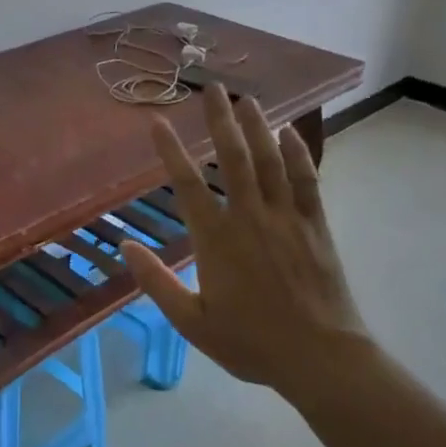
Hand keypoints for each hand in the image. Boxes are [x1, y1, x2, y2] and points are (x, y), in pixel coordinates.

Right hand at [121, 85, 371, 394]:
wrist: (321, 358)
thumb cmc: (251, 342)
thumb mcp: (193, 322)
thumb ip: (156, 282)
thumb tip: (125, 247)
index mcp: (216, 240)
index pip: (187, 184)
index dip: (170, 150)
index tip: (159, 121)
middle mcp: (250, 217)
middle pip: (232, 157)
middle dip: (220, 120)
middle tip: (213, 88)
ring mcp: (286, 217)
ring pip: (269, 161)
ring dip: (257, 127)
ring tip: (248, 99)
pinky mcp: (315, 225)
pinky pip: (306, 180)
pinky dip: (297, 154)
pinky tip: (290, 134)